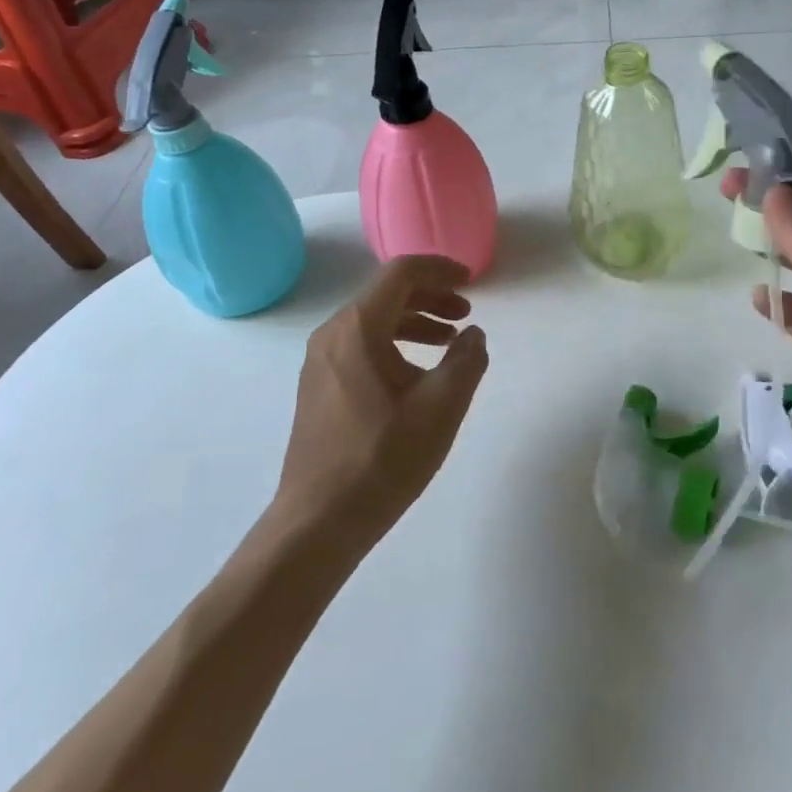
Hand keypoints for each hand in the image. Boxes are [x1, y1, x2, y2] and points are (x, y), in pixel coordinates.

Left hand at [273, 255, 488, 547]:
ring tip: (450, 341)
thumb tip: (473, 335)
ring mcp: (320, 361)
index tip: (471, 281)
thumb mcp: (441, 406)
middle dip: (431, 296)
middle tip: (466, 313)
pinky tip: (417, 372)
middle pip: (387, 294)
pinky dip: (395, 343)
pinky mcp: (319, 387)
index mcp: (358, 328)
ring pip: (374, 321)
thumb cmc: (382, 458)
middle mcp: (333, 334)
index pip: (402, 273)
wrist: (318, 522)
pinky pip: (361, 345)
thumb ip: (467, 361)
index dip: (441, 269)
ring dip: (415, 321)